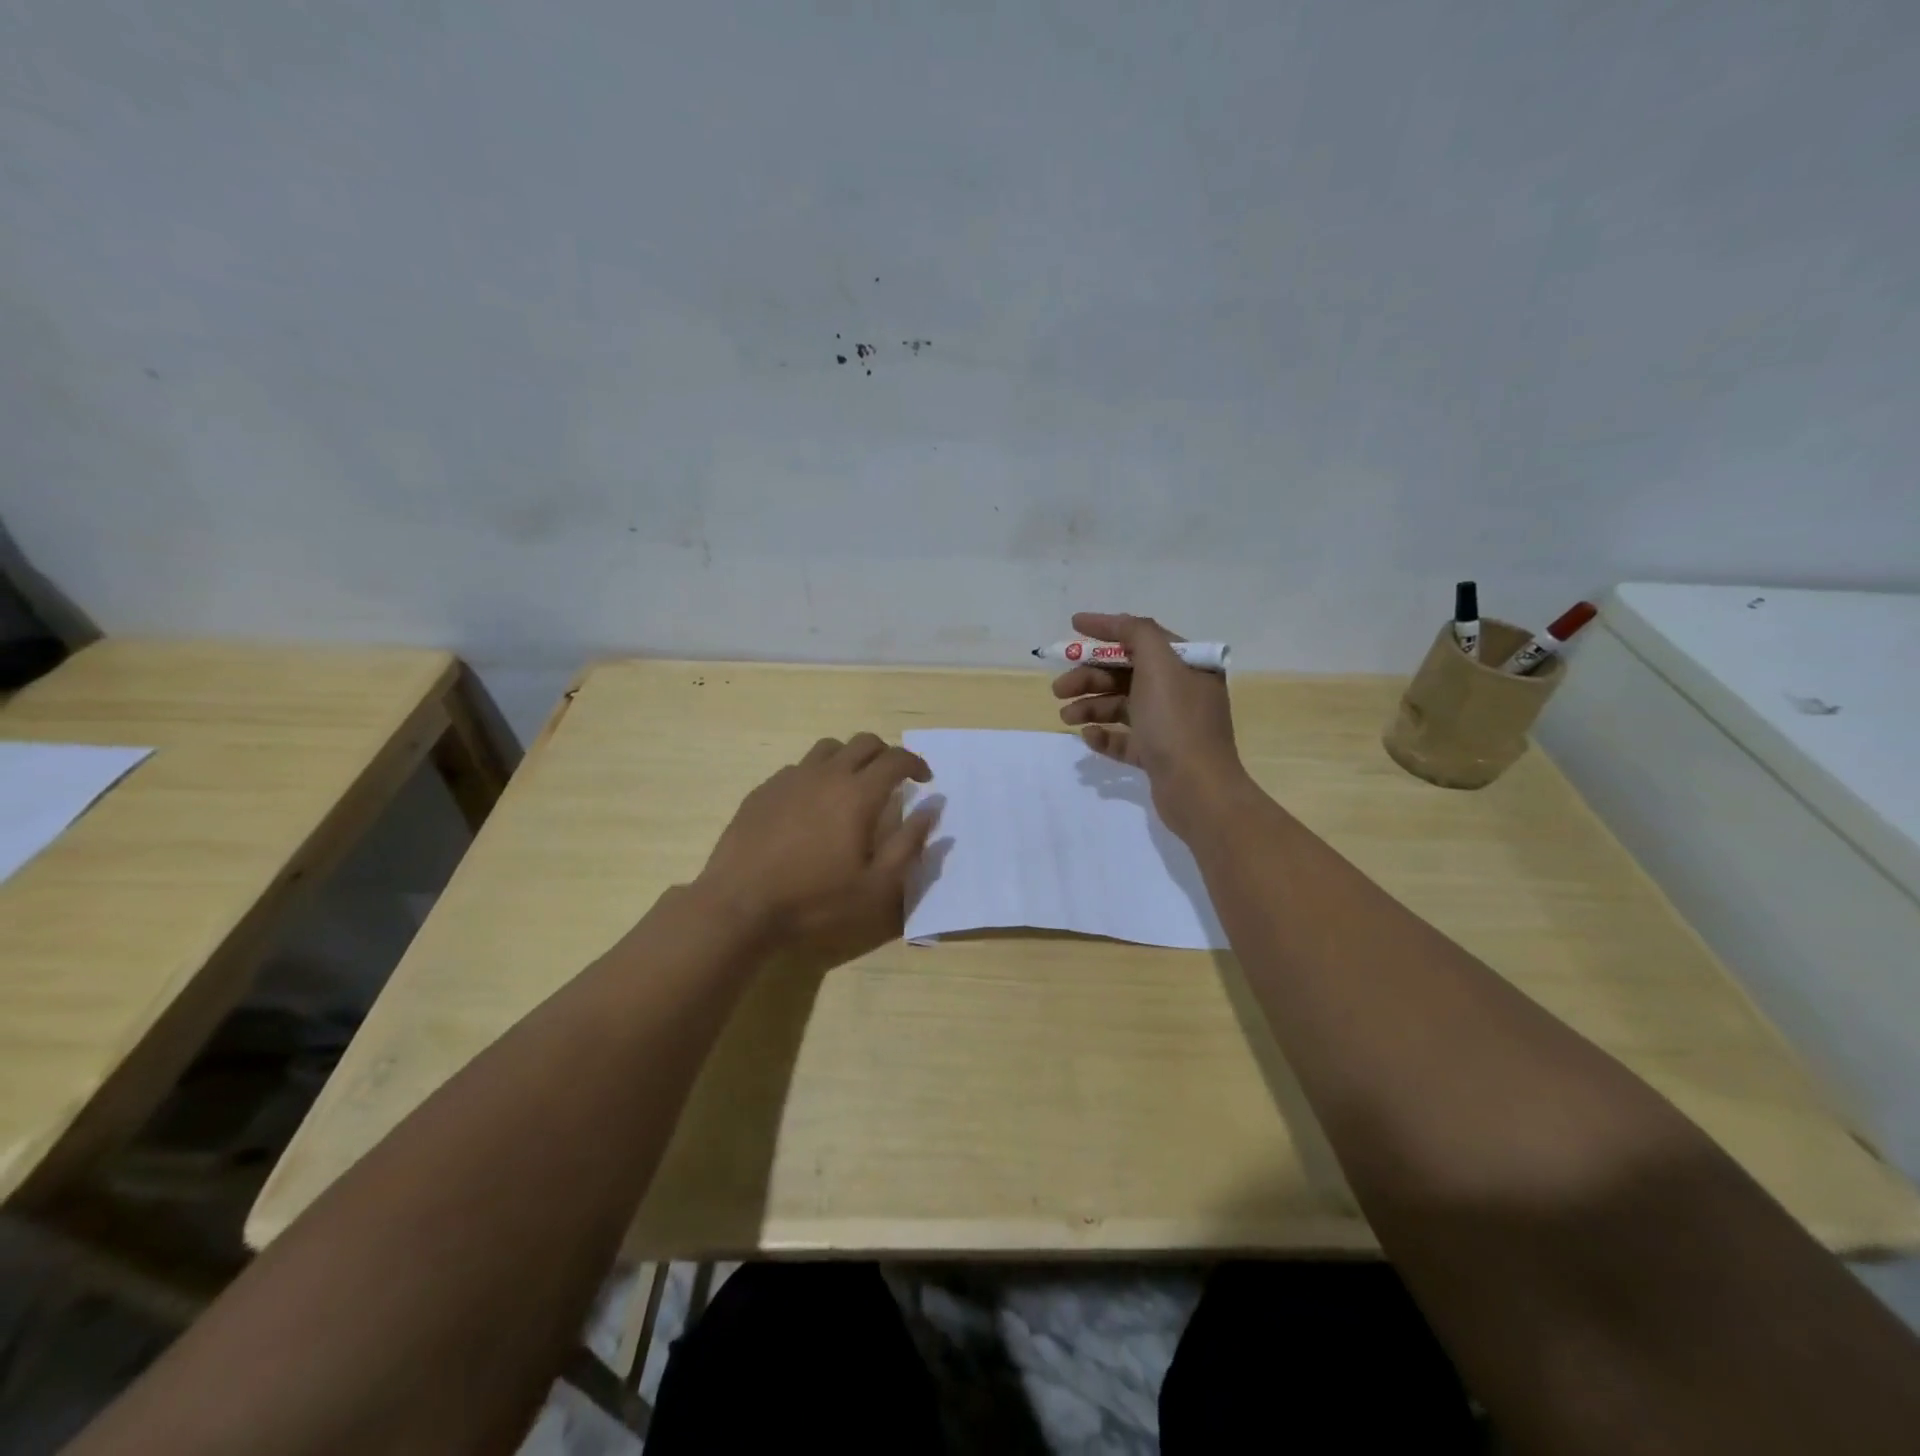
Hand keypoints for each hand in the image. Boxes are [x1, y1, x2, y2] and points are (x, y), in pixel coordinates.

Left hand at [694, 733, 937, 965]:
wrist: (740, 904)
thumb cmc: (815, 900)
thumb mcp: (876, 886)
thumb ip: (909, 844)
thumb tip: (932, 809)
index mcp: (858, 794)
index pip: (896, 759)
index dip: (916, 763)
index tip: (924, 779)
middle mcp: (826, 774)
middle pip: (864, 742)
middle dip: (886, 754)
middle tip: (892, 779)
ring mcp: (791, 778)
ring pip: (829, 748)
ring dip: (850, 758)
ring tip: (852, 785)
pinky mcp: (764, 789)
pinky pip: (799, 767)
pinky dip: (817, 774)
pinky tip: (812, 804)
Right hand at [1052, 611, 1248, 836]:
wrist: (1197, 789)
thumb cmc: (1176, 722)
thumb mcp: (1159, 666)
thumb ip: (1137, 634)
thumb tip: (1116, 623)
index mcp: (1187, 665)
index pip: (1142, 637)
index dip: (1107, 629)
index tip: (1073, 625)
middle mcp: (1181, 691)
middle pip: (1126, 673)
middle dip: (1090, 677)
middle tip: (1059, 689)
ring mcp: (1170, 725)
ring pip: (1122, 706)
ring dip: (1091, 706)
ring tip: (1066, 717)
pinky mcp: (1158, 755)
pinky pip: (1125, 738)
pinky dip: (1105, 735)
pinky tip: (1088, 737)